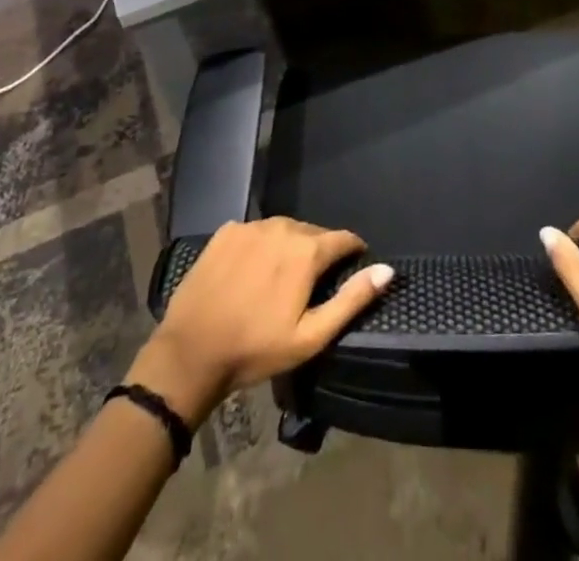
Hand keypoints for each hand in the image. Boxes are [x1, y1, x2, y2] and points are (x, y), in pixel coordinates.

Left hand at [126, 218, 392, 425]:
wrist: (191, 352)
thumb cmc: (256, 349)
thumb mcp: (311, 336)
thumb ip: (352, 300)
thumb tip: (387, 270)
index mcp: (306, 250)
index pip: (342, 239)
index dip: (352, 252)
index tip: (354, 266)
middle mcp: (282, 227)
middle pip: (313, 233)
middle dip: (319, 252)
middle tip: (314, 283)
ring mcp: (251, 226)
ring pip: (284, 230)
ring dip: (290, 247)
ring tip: (284, 277)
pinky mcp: (226, 231)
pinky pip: (256, 232)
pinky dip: (262, 246)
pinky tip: (254, 271)